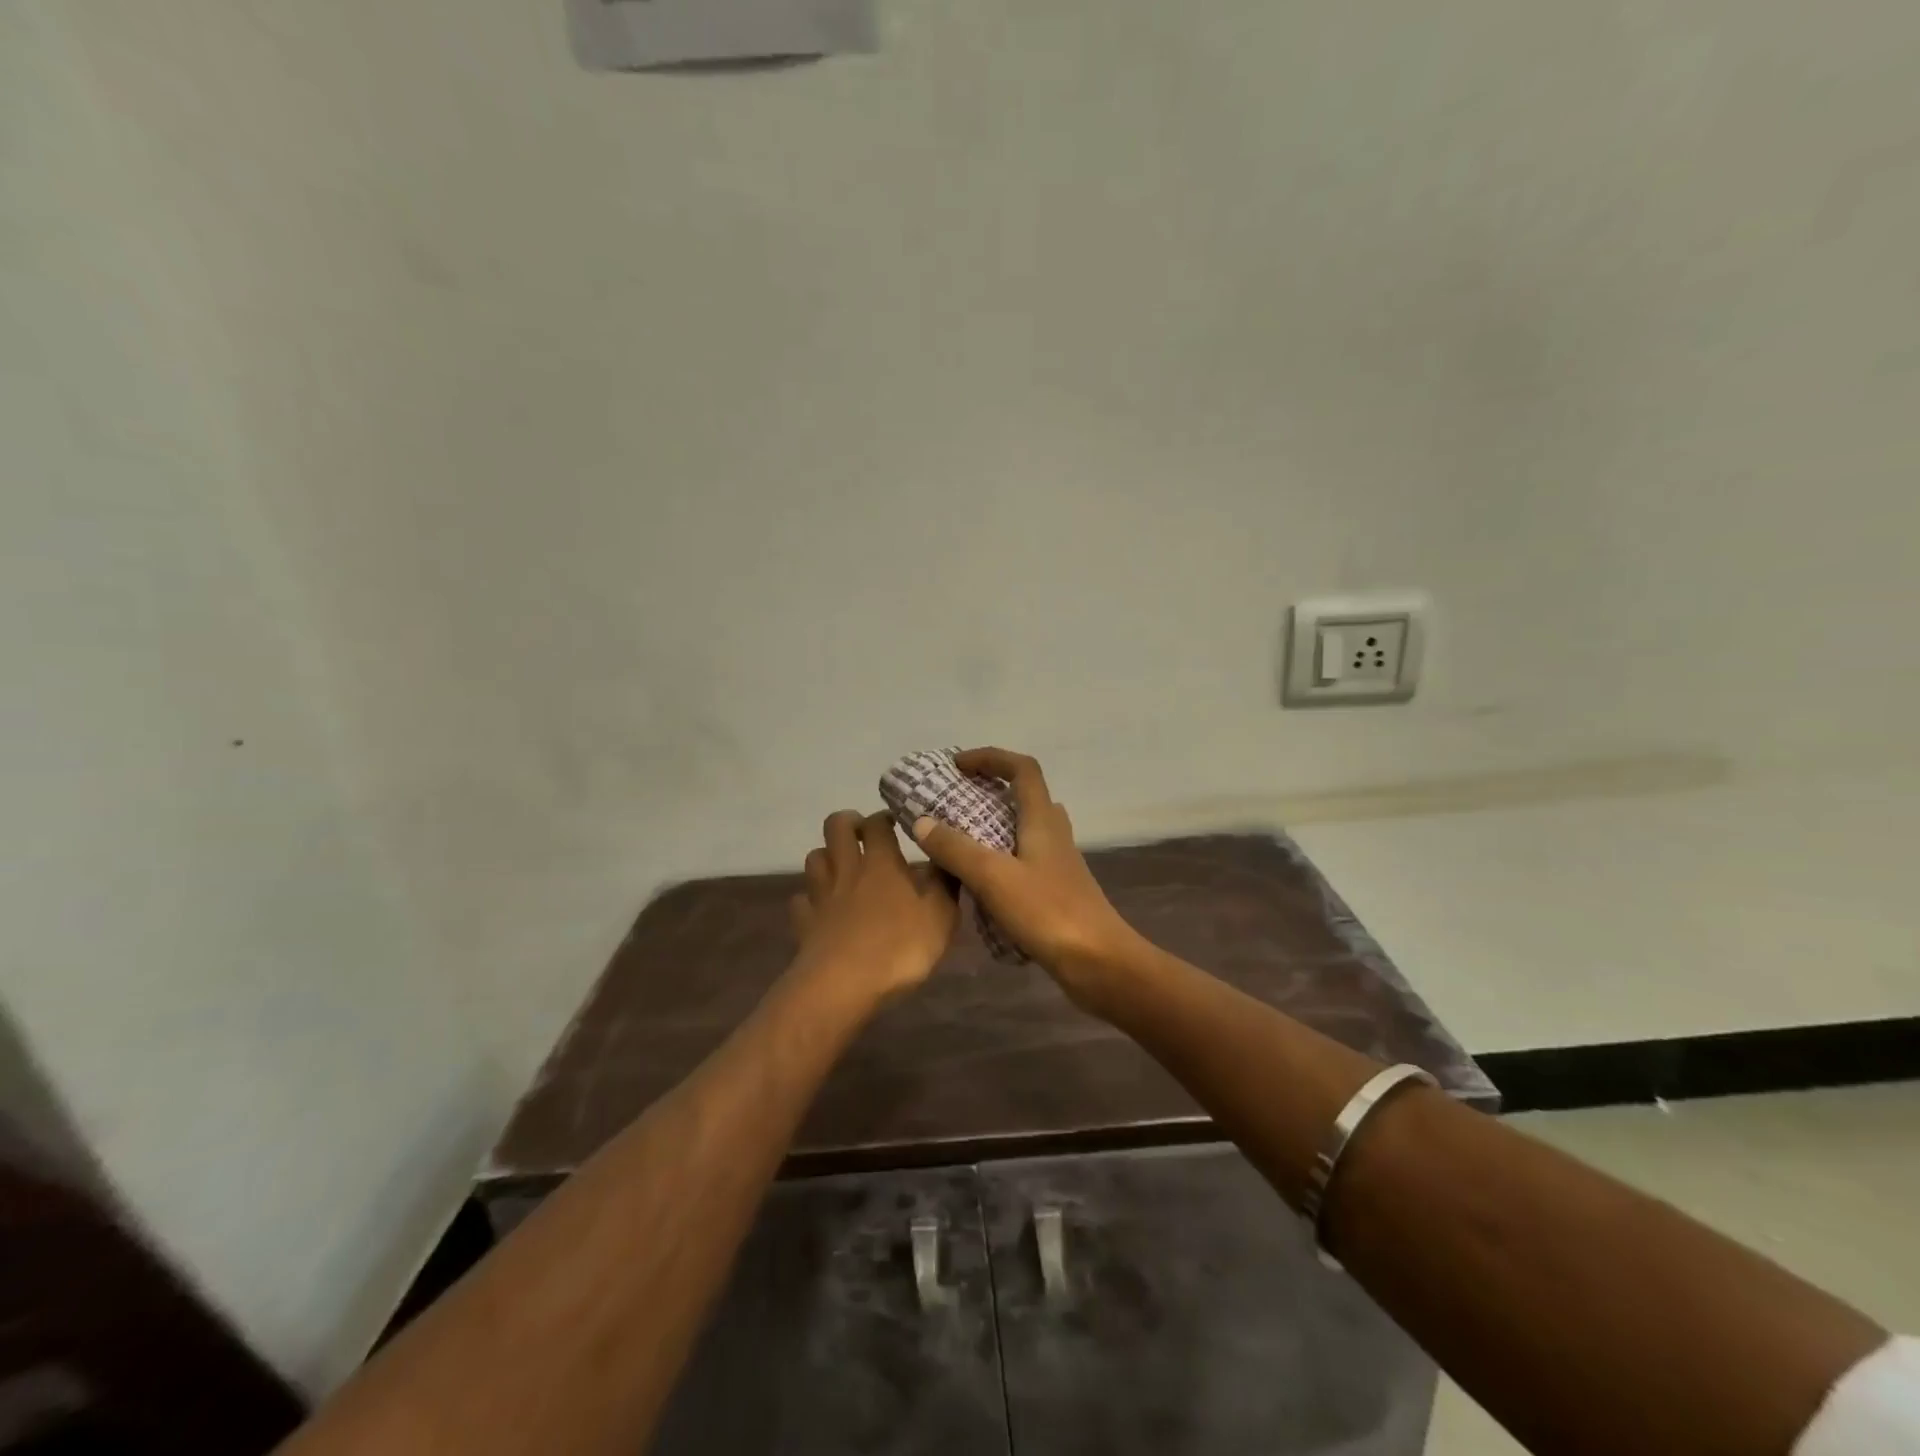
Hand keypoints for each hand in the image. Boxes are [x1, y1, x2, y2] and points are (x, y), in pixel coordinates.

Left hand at [789, 810, 958, 1001]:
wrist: (843, 986)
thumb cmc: (899, 948)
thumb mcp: (941, 917)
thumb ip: (945, 884)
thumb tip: (946, 858)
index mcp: (881, 863)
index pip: (877, 823)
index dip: (885, 817)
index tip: (897, 822)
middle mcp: (848, 870)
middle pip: (835, 826)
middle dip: (848, 822)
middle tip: (864, 834)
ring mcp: (821, 896)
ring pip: (814, 858)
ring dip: (827, 856)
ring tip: (842, 867)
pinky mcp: (804, 923)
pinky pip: (801, 900)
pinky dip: (810, 899)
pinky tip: (821, 909)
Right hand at [908, 749, 1141, 995]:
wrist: (1100, 963)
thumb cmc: (1048, 913)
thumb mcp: (994, 877)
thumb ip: (956, 848)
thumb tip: (922, 822)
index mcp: (1043, 820)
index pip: (1022, 769)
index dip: (991, 757)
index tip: (957, 765)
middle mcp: (1054, 834)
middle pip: (1024, 796)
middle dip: (988, 791)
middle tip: (953, 803)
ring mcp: (1058, 864)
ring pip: (1024, 830)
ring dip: (993, 826)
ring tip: (958, 841)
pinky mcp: (1057, 891)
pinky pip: (1023, 862)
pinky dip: (999, 861)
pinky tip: (977, 884)